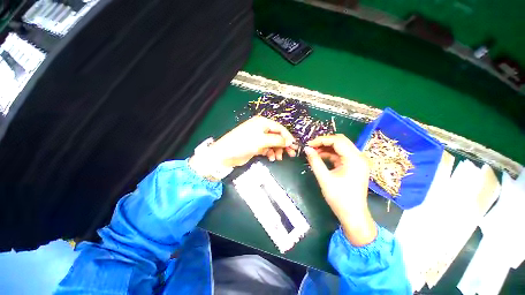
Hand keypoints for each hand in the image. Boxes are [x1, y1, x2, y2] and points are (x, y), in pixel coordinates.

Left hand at [192, 116, 297, 168]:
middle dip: (284, 145)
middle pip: (277, 136)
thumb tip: (289, 141)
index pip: (280, 128)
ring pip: (273, 143)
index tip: (294, 146)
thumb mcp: (262, 140)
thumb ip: (277, 140)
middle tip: (291, 154)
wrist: (226, 154)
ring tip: (279, 158)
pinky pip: (267, 149)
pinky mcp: (256, 146)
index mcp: (263, 123)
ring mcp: (259, 138)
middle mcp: (261, 129)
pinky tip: (271, 158)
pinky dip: (270, 153)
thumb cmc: (244, 143)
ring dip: (277, 150)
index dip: (288, 137)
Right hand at [305, 134, 376, 245]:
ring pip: (340, 147)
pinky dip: (330, 155)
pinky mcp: (354, 166)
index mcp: (355, 159)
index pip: (337, 141)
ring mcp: (357, 161)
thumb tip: (306, 149)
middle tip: (311, 147)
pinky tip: (320, 157)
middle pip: (340, 141)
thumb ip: (315, 161)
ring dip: (326, 148)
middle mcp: (359, 157)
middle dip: (324, 142)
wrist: (353, 215)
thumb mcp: (324, 178)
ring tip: (313, 152)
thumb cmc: (340, 198)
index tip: (309, 144)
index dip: (321, 140)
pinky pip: (341, 155)